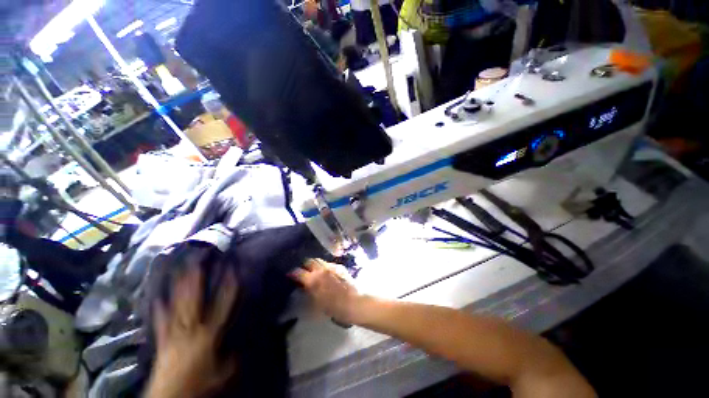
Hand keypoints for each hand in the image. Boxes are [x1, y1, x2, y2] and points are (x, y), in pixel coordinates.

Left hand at [147, 264, 237, 397]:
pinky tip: (156, 296)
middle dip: (197, 276)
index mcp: (209, 333)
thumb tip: (241, 343)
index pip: (223, 302)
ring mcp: (173, 330)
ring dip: (180, 284)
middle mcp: (191, 326)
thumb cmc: (199, 383)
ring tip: (182, 267)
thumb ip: (233, 355)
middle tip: (200, 257)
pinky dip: (158, 307)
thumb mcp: (223, 373)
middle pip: (194, 296)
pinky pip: (160, 319)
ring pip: (177, 302)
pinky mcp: (162, 338)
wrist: (169, 397)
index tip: (232, 267)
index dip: (228, 284)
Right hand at [291, 259, 363, 324]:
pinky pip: (329, 263)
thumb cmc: (334, 307)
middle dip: (305, 265)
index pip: (298, 272)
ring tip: (314, 271)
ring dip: (315, 264)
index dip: (293, 273)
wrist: (354, 302)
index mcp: (313, 279)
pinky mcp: (340, 266)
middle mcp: (321, 269)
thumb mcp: (316, 304)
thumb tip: (303, 287)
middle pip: (309, 261)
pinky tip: (326, 273)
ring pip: (319, 260)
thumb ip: (308, 292)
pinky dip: (324, 266)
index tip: (290, 276)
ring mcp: (331, 266)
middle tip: (304, 272)